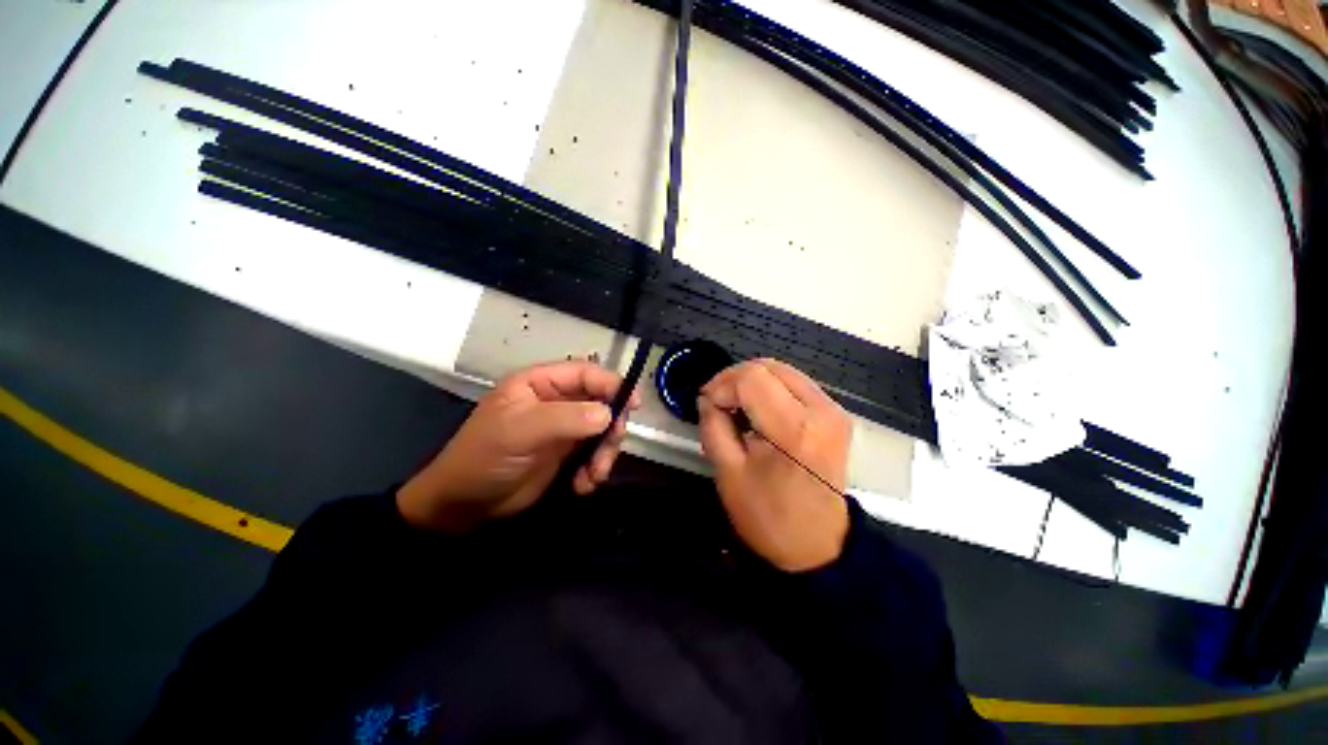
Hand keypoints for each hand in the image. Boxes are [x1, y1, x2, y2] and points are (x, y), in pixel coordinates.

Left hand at [397, 361, 639, 532]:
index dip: (611, 384)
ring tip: (594, 474)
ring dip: (605, 452)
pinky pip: (595, 453)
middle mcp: (556, 401)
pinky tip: (583, 485)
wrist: (464, 505)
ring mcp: (563, 428)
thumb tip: (608, 414)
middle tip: (611, 446)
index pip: (585, 373)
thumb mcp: (521, 431)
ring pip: (603, 430)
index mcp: (540, 383)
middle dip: (611, 426)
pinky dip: (595, 469)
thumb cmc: (485, 457)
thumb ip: (565, 418)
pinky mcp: (567, 453)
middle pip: (601, 402)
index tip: (634, 403)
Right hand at [698, 359, 850, 571]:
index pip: (750, 379)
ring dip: (751, 380)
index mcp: (795, 430)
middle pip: (768, 367)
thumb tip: (708, 398)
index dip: (721, 386)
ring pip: (781, 370)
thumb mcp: (728, 473)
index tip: (706, 404)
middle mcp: (821, 411)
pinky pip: (794, 383)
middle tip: (716, 401)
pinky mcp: (834, 413)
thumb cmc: (770, 517)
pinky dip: (768, 387)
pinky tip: (756, 408)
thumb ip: (713, 426)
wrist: (818, 546)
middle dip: (733, 378)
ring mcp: (832, 410)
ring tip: (734, 404)